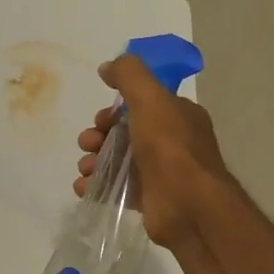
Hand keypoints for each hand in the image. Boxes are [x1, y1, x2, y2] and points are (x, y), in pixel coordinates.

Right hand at [75, 53, 229, 248]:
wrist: (188, 206)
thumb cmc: (170, 148)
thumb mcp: (150, 98)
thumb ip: (129, 75)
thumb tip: (107, 67)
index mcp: (178, 116)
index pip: (141, 105)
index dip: (115, 110)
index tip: (100, 119)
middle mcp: (171, 143)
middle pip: (124, 133)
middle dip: (99, 136)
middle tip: (88, 144)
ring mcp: (160, 173)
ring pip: (117, 161)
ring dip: (94, 161)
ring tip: (86, 169)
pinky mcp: (148, 200)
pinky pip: (116, 189)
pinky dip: (97, 187)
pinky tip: (85, 188)